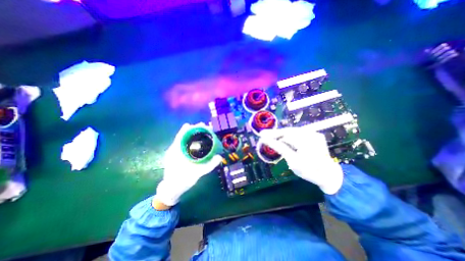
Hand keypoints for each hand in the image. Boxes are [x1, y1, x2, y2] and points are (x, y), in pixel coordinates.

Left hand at [154, 122, 222, 207]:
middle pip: (184, 135)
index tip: (200, 125)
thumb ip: (209, 166)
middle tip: (205, 128)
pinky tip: (198, 142)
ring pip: (184, 140)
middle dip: (194, 130)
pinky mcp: (176, 156)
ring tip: (203, 132)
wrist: (171, 190)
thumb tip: (220, 157)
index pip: (182, 135)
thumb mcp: (196, 174)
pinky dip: (191, 141)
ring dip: (193, 135)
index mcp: (176, 151)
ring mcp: (174, 153)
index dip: (191, 128)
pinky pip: (184, 145)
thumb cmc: (182, 182)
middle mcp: (174, 149)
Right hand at [260, 127, 342, 194]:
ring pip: (292, 131)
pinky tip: (283, 139)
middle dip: (276, 134)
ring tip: (272, 137)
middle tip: (265, 135)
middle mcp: (311, 133)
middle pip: (288, 131)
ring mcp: (314, 133)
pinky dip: (289, 136)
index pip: (285, 134)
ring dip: (282, 135)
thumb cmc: (309, 171)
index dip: (272, 134)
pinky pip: (298, 133)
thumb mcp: (292, 160)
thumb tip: (266, 140)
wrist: (328, 175)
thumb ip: (279, 148)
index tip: (261, 134)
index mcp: (306, 141)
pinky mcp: (314, 135)